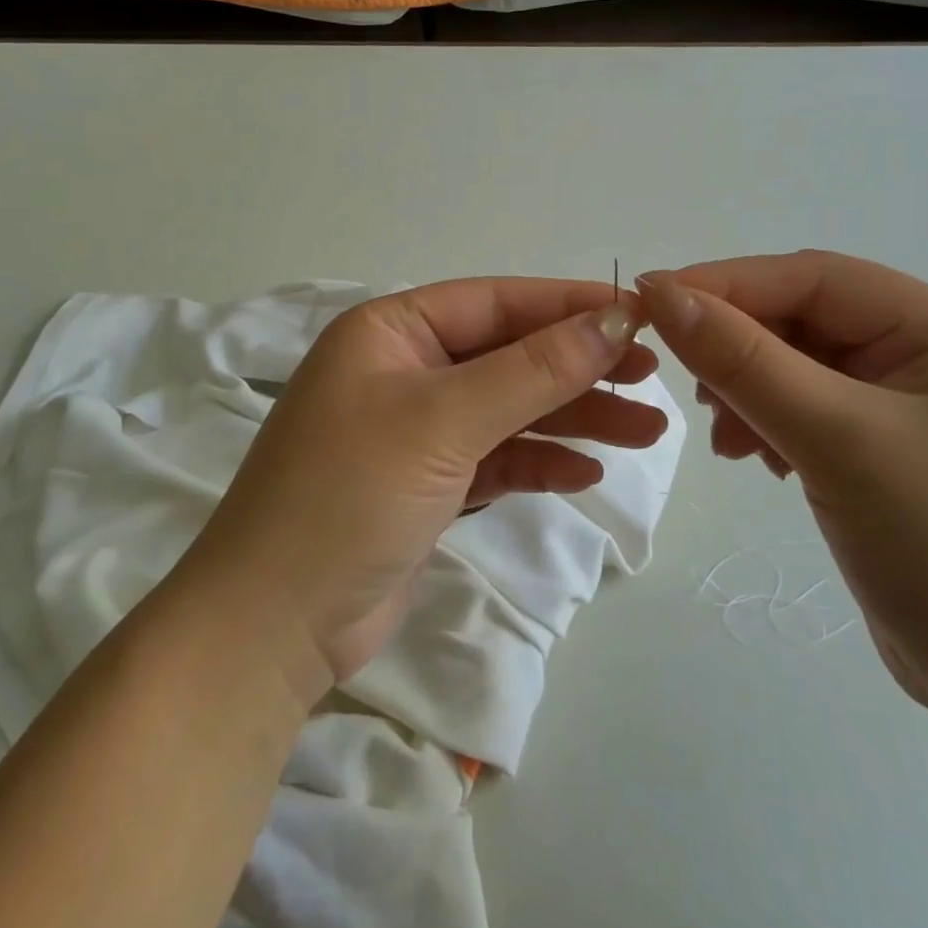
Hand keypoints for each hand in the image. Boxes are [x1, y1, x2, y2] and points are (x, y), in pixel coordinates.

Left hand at [179, 279, 669, 702]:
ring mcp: (414, 432)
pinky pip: (495, 459)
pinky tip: (585, 473)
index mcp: (390, 332)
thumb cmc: (350, 494)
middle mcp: (402, 371)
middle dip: (579, 367)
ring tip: (644, 431)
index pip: (495, 302)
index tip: (640, 316)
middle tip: (652, 379)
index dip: (568, 306)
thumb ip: (533, 370)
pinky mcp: (426, 486)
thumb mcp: (444, 420)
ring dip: (572, 418)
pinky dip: (539, 462)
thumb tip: (613, 320)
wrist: (274, 624)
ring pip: (509, 410)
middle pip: (507, 356)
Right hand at [638, 253, 927, 729]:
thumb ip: (743, 360)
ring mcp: (919, 406)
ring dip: (750, 392)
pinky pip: (813, 411)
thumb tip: (660, 291)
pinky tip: (759, 459)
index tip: (648, 301)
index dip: (726, 284)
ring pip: (801, 367)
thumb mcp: (837, 441)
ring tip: (728, 443)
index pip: (815, 278)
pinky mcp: (895, 452)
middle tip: (691, 392)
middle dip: (740, 350)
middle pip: (807, 321)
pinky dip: (772, 425)